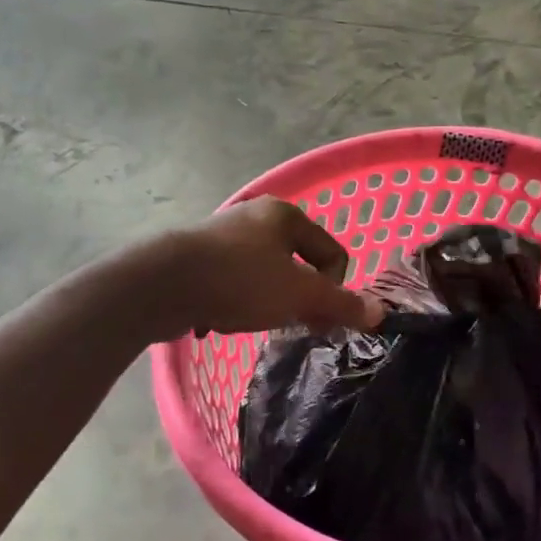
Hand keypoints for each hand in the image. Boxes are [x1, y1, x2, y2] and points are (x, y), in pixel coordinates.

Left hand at [155, 198, 381, 337]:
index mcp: (285, 215)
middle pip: (298, 263)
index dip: (334, 288)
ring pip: (265, 274)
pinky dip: (237, 301)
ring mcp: (223, 235)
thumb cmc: (240, 280)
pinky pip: (234, 282)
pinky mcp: (197, 257)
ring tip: (255, 321)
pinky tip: (223, 319)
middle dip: (300, 297)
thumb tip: (379, 313)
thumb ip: (341, 303)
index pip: (332, 252)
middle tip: (292, 324)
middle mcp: (255, 217)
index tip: (318, 316)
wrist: (160, 284)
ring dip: (268, 301)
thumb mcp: (299, 294)